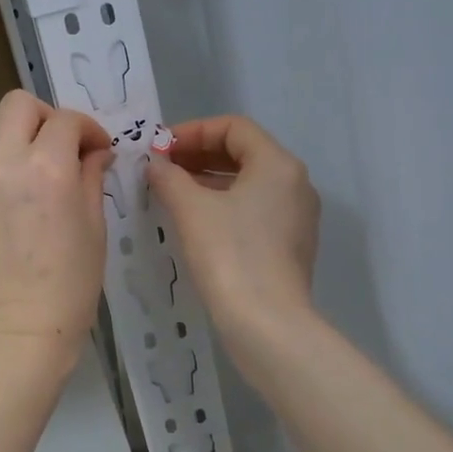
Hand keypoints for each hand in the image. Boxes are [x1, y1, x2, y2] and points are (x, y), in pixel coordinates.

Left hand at [0, 90, 112, 363]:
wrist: (18, 332)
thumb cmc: (71, 285)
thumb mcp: (95, 227)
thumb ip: (90, 177)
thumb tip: (93, 153)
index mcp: (46, 168)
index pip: (65, 120)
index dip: (88, 129)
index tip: (97, 151)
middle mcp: (2, 166)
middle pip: (17, 106)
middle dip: (45, 118)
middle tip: (61, 149)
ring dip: (22, 162)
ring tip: (36, 207)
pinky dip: (2, 193)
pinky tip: (12, 232)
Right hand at [147, 116, 320, 355]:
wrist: (266, 323)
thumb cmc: (229, 254)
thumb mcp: (191, 209)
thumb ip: (169, 177)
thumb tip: (156, 165)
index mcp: (278, 164)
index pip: (234, 127)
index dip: (193, 131)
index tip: (159, 148)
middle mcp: (295, 183)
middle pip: (243, 152)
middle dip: (199, 155)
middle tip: (161, 168)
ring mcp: (297, 216)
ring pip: (248, 183)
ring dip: (208, 181)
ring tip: (171, 192)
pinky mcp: (290, 245)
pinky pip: (254, 210)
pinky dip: (223, 205)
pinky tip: (194, 221)